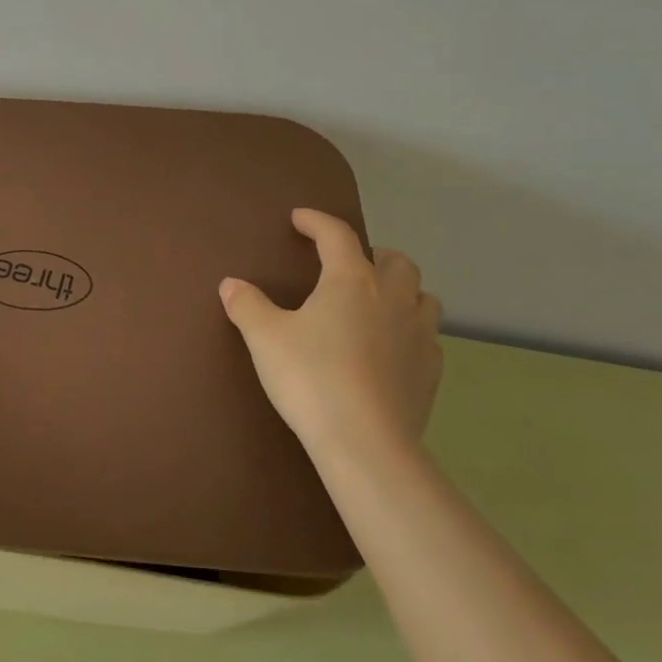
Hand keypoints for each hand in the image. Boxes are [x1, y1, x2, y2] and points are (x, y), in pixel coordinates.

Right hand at [219, 209, 441, 467]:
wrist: (364, 442)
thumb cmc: (310, 378)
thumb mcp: (265, 338)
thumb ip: (247, 306)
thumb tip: (231, 284)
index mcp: (351, 280)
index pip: (337, 235)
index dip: (317, 222)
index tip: (300, 219)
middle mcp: (392, 298)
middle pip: (396, 261)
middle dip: (373, 255)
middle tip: (349, 265)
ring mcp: (419, 335)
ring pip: (422, 296)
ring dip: (402, 291)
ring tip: (378, 303)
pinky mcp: (430, 372)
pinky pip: (427, 337)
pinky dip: (411, 331)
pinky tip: (392, 349)